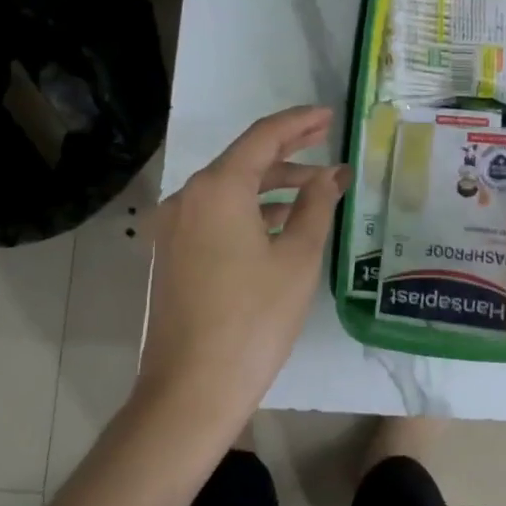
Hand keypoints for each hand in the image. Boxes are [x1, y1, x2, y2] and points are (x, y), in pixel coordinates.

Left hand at [136, 106, 350, 433]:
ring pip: (230, 190)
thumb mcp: (297, 257)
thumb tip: (332, 175)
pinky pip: (217, 215)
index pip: (263, 137)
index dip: (299, 122)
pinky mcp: (173, 253)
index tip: (329, 115)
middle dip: (288, 152)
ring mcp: (175, 226)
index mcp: (218, 188)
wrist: (191, 390)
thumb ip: (316, 205)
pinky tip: (280, 223)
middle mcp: (189, 197)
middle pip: (244, 160)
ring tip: (315, 190)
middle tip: (327, 145)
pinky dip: (250, 211)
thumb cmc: (254, 319)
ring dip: (271, 186)